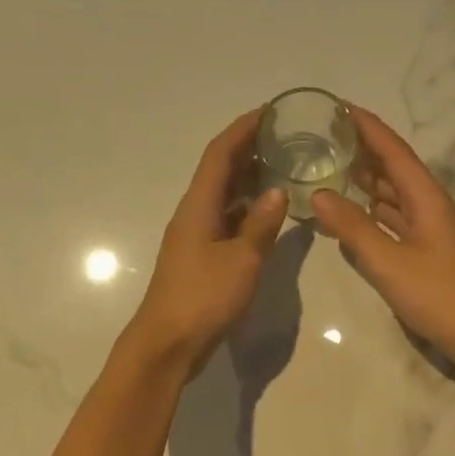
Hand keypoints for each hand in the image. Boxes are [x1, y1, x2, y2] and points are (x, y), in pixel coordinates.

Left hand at [127, 110, 289, 373]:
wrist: (168, 343)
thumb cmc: (204, 297)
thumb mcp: (242, 259)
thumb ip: (261, 224)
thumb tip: (278, 191)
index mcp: (199, 205)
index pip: (219, 153)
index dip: (243, 129)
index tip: (270, 112)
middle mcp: (194, 213)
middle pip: (220, 170)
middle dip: (249, 150)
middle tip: (286, 139)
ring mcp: (196, 236)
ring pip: (224, 196)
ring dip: (250, 179)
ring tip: (284, 169)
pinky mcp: (201, 257)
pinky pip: (226, 219)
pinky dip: (247, 209)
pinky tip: (269, 214)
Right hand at [311, 104, 454, 371]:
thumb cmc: (440, 295)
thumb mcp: (389, 262)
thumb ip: (353, 228)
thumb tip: (319, 194)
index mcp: (425, 197)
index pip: (393, 150)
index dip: (366, 126)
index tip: (336, 106)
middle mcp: (428, 205)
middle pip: (392, 167)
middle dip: (362, 148)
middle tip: (322, 135)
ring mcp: (427, 229)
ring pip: (392, 193)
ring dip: (364, 178)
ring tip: (329, 165)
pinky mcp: (424, 251)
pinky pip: (392, 218)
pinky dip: (369, 210)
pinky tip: (348, 212)